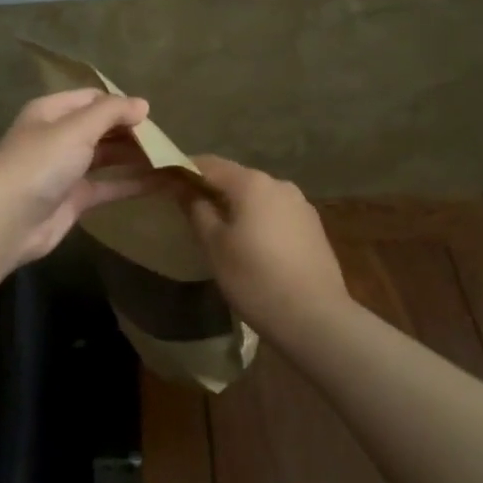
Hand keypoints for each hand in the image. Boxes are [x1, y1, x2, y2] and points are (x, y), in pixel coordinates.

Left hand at [0, 90, 161, 267]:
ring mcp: (66, 169)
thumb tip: (142, 104)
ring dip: (136, 157)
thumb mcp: (76, 128)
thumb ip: (111, 113)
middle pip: (102, 127)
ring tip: (171, 158)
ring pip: (107, 156)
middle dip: (132, 131)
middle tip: (167, 140)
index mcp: (52, 111)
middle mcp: (59, 136)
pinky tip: (161, 182)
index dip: (121, 104)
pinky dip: (132, 183)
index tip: (152, 116)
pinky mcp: (74, 199)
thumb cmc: (40, 163)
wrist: (6, 221)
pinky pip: (109, 185)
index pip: (93, 99)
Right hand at [179, 156, 348, 333]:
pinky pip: (275, 212)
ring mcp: (300, 204)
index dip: (184, 170)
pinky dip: (257, 219)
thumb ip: (196, 210)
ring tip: (219, 231)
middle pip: (235, 178)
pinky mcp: (313, 226)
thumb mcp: (215, 246)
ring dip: (235, 206)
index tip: (165, 183)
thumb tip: (184, 189)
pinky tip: (252, 245)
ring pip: (257, 196)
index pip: (208, 164)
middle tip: (188, 210)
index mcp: (252, 183)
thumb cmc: (256, 279)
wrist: (316, 319)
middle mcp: (278, 184)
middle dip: (210, 189)